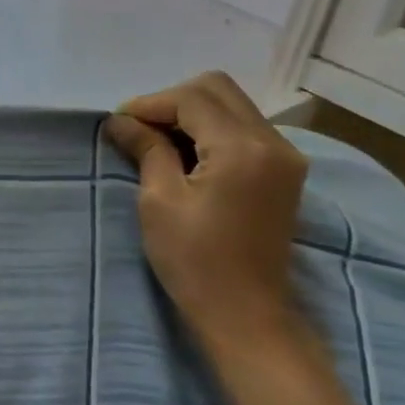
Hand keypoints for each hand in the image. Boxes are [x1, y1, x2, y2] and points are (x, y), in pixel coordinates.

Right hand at [104, 72, 307, 340]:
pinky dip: (212, 129)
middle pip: (218, 89)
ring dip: (192, 113)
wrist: (246, 315)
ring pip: (233, 105)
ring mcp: (285, 156)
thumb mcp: (159, 201)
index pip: (192, 99)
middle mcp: (273, 142)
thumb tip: (120, 120)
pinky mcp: (285, 172)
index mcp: (242, 148)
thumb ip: (147, 149)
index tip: (119, 124)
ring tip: (158, 142)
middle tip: (139, 129)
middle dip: (172, 101)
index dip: (150, 104)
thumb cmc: (195, 262)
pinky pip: (245, 128)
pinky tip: (186, 154)